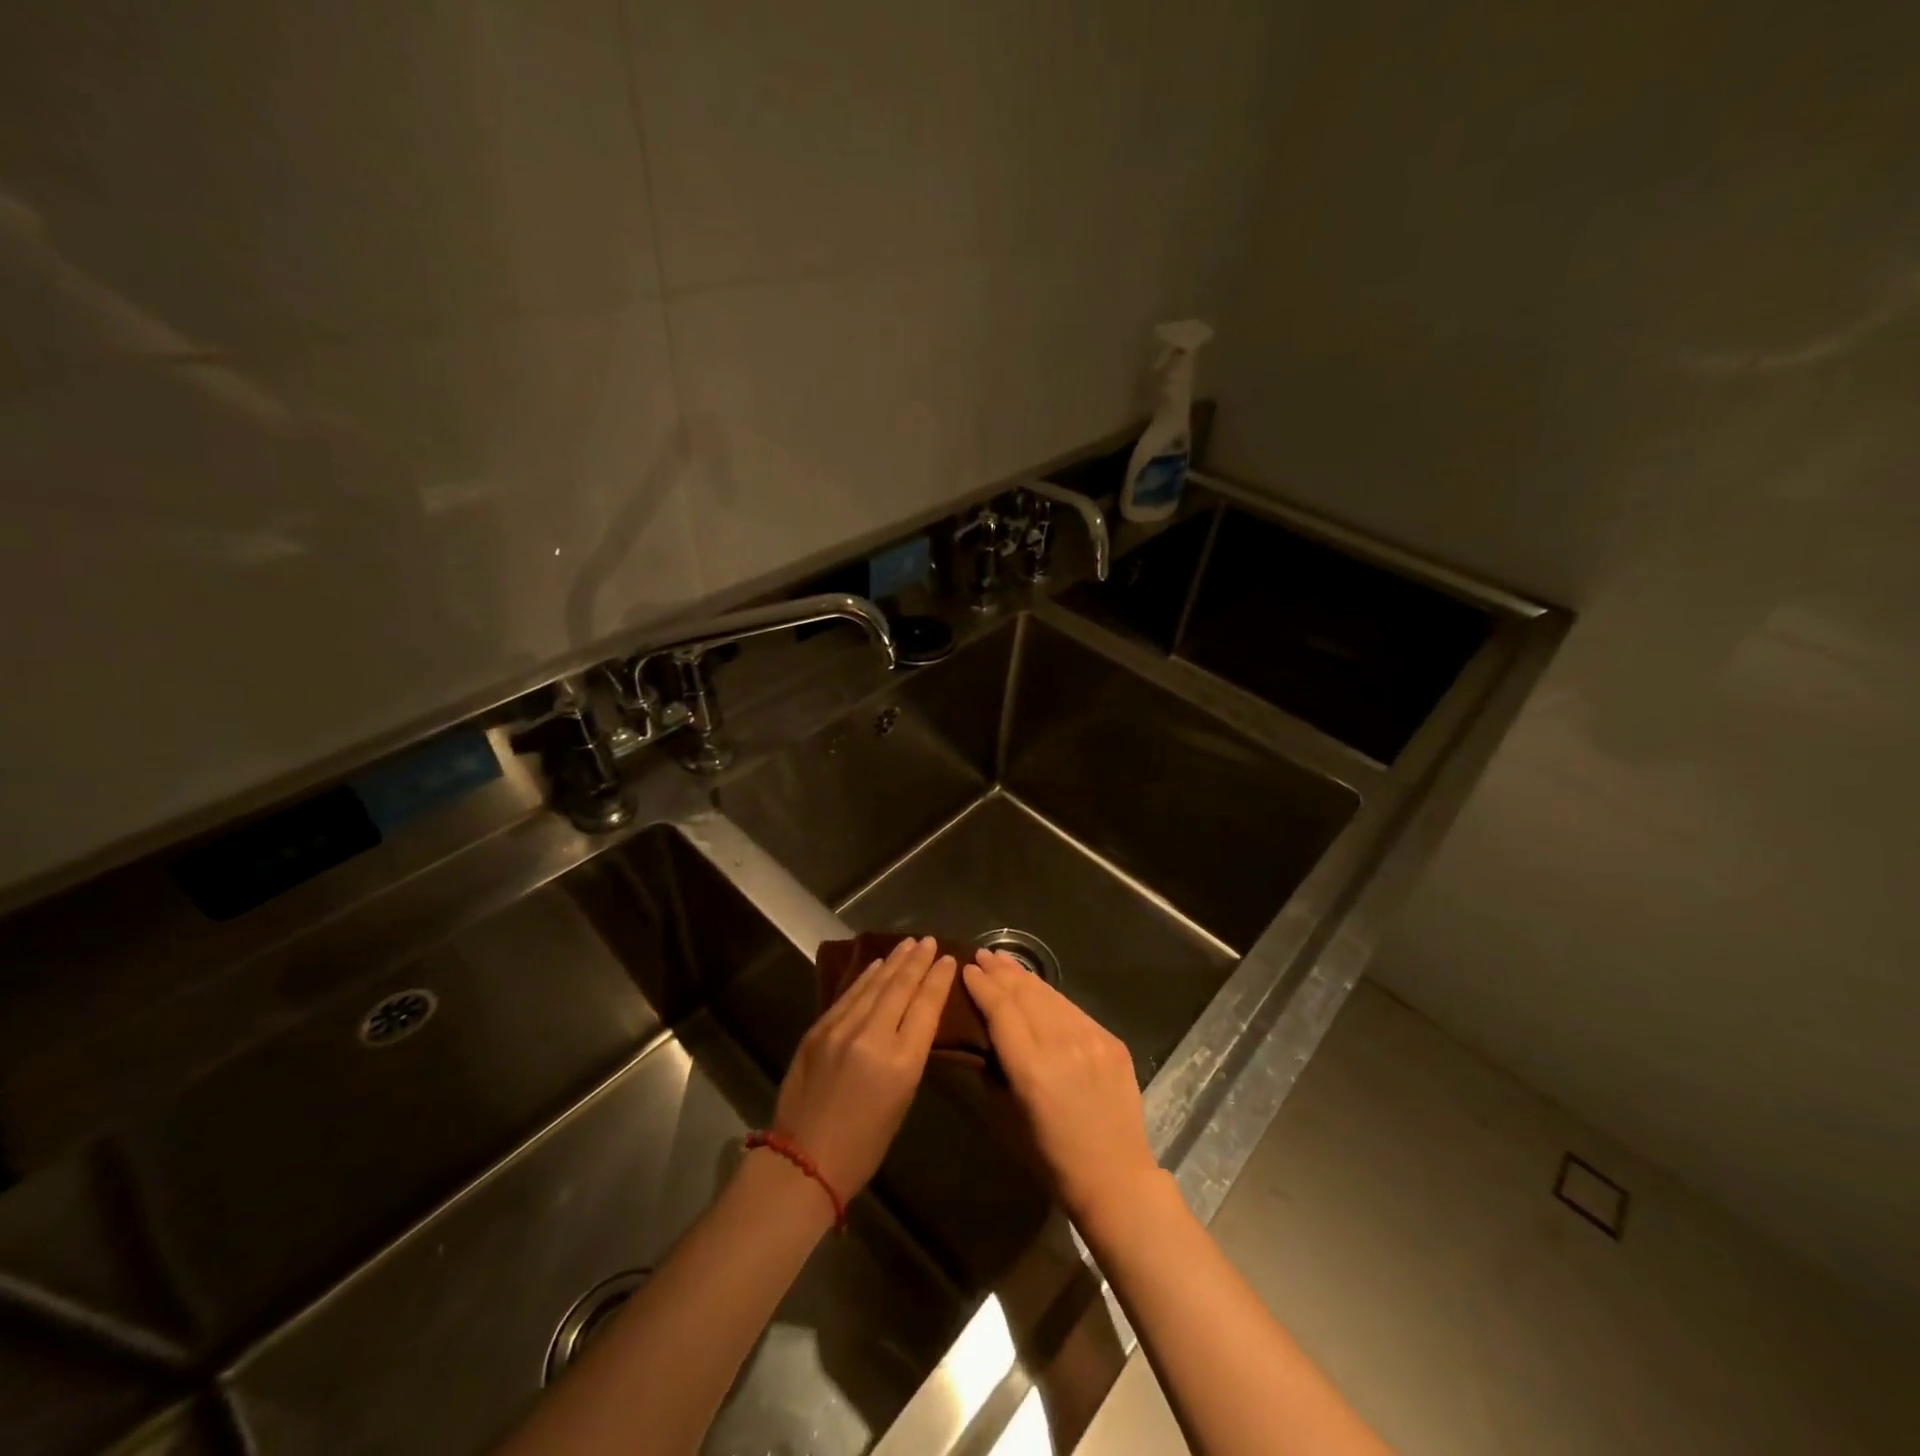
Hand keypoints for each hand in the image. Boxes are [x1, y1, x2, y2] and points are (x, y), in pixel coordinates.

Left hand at [770, 936, 956, 1196]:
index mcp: (901, 1062)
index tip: (947, 959)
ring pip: (874, 985)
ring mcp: (841, 1029)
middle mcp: (872, 1037)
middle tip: (929, 940)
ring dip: (893, 962)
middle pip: (900, 987)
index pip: (926, 1006)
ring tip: (908, 944)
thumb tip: (914, 1017)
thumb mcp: (902, 1099)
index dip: (938, 979)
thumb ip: (909, 1053)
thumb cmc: (864, 1145)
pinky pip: (849, 995)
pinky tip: (876, 965)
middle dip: (917, 961)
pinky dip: (866, 977)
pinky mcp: (817, 1029)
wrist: (803, 1160)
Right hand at [963, 951, 1161, 1228]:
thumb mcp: (1007, 1120)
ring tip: (1005, 962)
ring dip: (1025, 977)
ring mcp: (1092, 1040)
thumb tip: (983, 1041)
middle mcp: (1063, 1045)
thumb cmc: (1052, 1159)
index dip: (982, 986)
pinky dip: (1052, 997)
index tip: (966, 969)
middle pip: (1026, 994)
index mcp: (1032, 1069)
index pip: (1002, 1011)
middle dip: (1001, 972)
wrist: (1117, 1178)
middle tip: (982, 955)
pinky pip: (1075, 1010)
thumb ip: (994, 1073)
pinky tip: (1039, 990)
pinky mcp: (1112, 1041)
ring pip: (1051, 996)